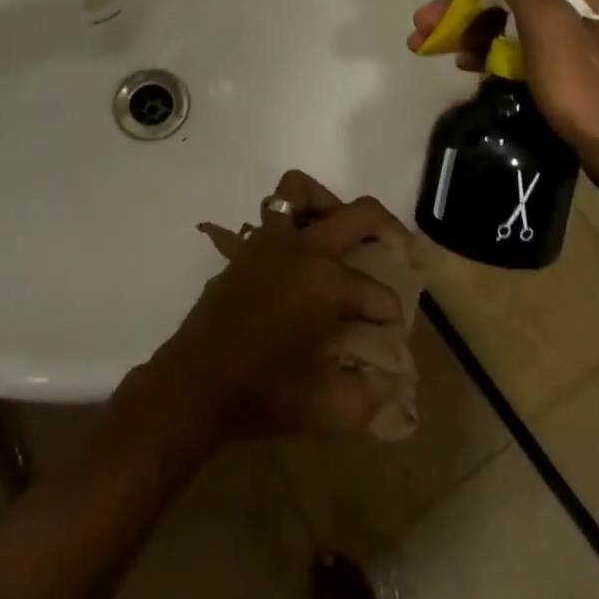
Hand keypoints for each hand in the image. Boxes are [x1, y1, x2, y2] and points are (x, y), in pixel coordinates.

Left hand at [128, 171, 411, 449]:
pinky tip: (302, 256)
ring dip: (329, 204)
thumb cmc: (267, 394)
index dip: (393, 318)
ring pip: (301, 190)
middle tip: (401, 255)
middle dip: (390, 232)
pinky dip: (293, 219)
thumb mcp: (332, 408)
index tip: (391, 340)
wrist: (197, 384)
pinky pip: (273, 212)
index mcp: (328, 282)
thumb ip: (373, 396)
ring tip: (343, 236)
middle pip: (360, 215)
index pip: (380, 294)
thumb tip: (396, 385)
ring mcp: (270, 242)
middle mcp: (303, 249)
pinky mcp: (246, 248)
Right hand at [406, 0, 598, 207]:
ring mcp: (573, 35)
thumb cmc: (588, 88)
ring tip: (429, 50)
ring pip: (507, 19)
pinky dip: (488, 51)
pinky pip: (517, 47)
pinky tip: (466, 66)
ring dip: (467, 30)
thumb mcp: (546, 26)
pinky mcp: (566, 66)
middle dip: (460, 5)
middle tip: (422, 26)